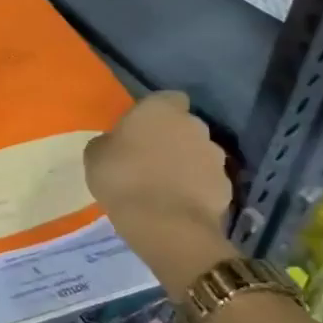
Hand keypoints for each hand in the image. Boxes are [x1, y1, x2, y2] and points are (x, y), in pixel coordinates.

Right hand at [84, 91, 235, 289]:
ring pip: (198, 153)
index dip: (156, 113)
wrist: (166, 224)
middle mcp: (194, 125)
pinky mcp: (226, 186)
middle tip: (149, 160)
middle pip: (185, 126)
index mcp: (160, 109)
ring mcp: (215, 156)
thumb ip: (110, 142)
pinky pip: (207, 181)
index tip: (140, 130)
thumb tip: (117, 143)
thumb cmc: (122, 179)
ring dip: (186, 164)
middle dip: (172, 138)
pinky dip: (196, 189)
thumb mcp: (96, 155)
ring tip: (164, 187)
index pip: (167, 98)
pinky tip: (178, 205)